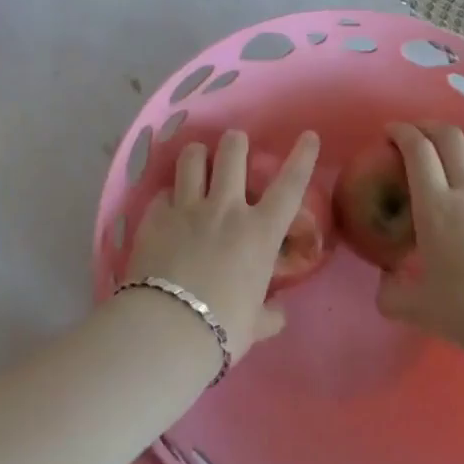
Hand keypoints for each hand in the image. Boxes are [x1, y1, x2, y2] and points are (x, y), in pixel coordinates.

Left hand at [123, 130, 320, 362]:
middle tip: (235, 144)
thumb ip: (268, 314)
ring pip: (193, 158)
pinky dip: (168, 195)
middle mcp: (226, 209)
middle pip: (233, 153)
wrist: (168, 328)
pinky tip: (167, 205)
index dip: (302, 157)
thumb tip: (277, 314)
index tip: (308, 135)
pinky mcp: (155, 216)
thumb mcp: (255, 325)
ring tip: (198, 158)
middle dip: (236, 142)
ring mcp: (188, 208)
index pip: (290, 186)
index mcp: (259, 233)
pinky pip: (163, 192)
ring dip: (198, 154)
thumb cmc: (223, 329)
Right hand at [376, 122, 463, 362]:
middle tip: (415, 134)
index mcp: (437, 207)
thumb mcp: (420, 309)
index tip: (389, 131)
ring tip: (448, 154)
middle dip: (429, 127)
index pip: (418, 151)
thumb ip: (393, 295)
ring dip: (459, 143)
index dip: (402, 132)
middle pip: (451, 137)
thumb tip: (384, 285)